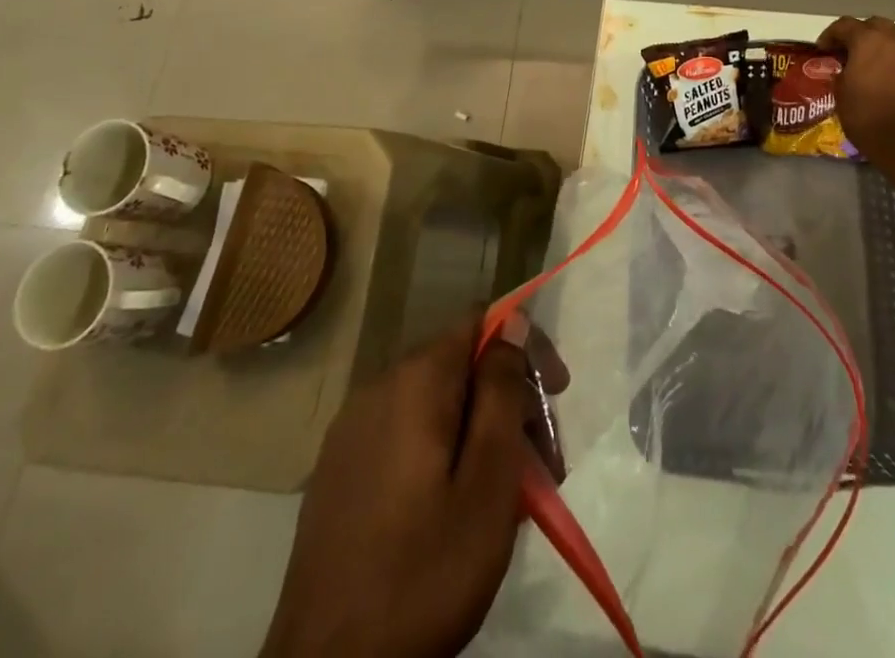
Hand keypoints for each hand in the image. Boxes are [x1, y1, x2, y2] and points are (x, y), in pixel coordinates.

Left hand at [265, 318, 532, 657]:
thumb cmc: (424, 573)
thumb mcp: (488, 480)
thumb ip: (502, 389)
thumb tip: (513, 321)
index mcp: (415, 379)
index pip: (483, 321)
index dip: (527, 348)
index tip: (557, 396)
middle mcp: (378, 387)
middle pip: (461, 366)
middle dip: (508, 401)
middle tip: (544, 464)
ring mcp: (351, 431)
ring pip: (435, 405)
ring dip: (479, 432)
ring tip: (509, 496)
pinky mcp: (338, 472)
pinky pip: (405, 436)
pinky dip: (443, 453)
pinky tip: (458, 508)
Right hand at [819, 16, 894, 163]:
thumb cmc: (868, 118)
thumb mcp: (841, 96)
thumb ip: (842, 74)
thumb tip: (846, 71)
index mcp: (866, 40)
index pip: (844, 25)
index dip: (831, 35)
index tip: (824, 49)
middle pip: (877, 25)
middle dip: (864, 36)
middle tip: (856, 55)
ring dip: (893, 47)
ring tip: (887, 67)